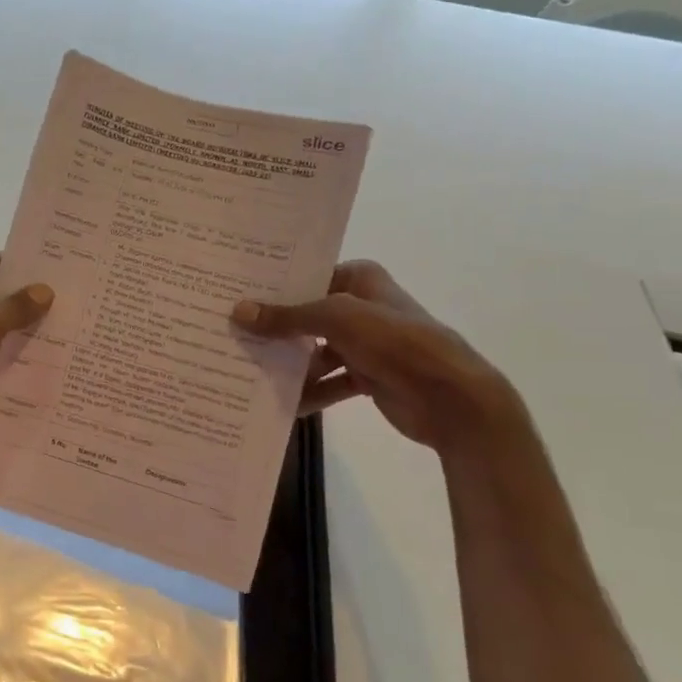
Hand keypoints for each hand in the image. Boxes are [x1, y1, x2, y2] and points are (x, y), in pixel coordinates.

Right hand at [233, 260, 523, 454]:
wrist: (451, 398)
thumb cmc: (396, 342)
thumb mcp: (337, 319)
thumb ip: (287, 317)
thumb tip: (238, 312)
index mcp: (360, 279)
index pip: (308, 277)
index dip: (273, 288)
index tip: (233, 296)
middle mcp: (361, 307)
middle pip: (307, 315)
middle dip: (274, 328)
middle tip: (230, 334)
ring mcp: (365, 343)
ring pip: (315, 351)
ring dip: (289, 364)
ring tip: (247, 371)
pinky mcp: (367, 377)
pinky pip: (328, 382)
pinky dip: (309, 392)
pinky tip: (281, 403)